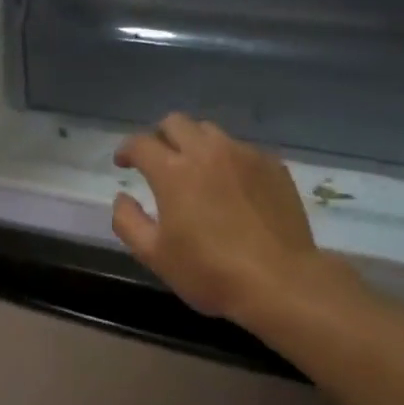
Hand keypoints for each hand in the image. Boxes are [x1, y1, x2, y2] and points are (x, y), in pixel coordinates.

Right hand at [112, 115, 372, 328]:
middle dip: (160, 137)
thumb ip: (128, 221)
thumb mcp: (154, 255)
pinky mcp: (272, 166)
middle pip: (175, 123)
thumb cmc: (210, 271)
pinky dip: (227, 160)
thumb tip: (122, 198)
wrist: (281, 282)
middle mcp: (207, 151)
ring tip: (196, 170)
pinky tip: (231, 187)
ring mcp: (244, 155)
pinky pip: (241, 149)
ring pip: (210, 132)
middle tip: (158, 161)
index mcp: (173, 171)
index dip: (126, 150)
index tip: (123, 163)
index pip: (141, 143)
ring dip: (194, 144)